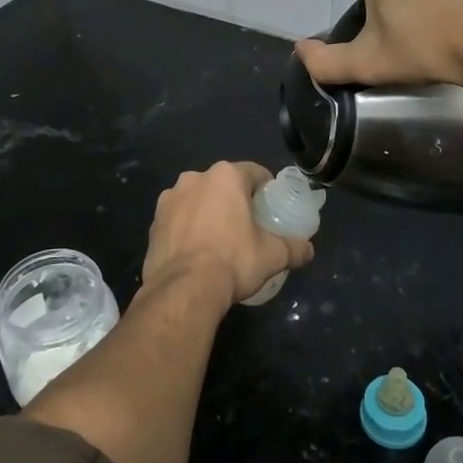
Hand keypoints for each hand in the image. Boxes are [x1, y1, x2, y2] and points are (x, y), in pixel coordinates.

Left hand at [142, 162, 313, 305]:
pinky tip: (196, 251)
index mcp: (225, 177)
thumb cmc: (232, 261)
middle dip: (234, 200)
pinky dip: (187, 228)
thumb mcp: (272, 256)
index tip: (271, 207)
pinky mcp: (153, 222)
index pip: (254, 172)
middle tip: (247, 225)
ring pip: (197, 199)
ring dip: (208, 212)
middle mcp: (195, 178)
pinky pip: (178, 219)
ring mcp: (169, 199)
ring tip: (219, 240)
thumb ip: (294, 248)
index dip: (266, 188)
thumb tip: (308, 250)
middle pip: (223, 184)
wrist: (183, 289)